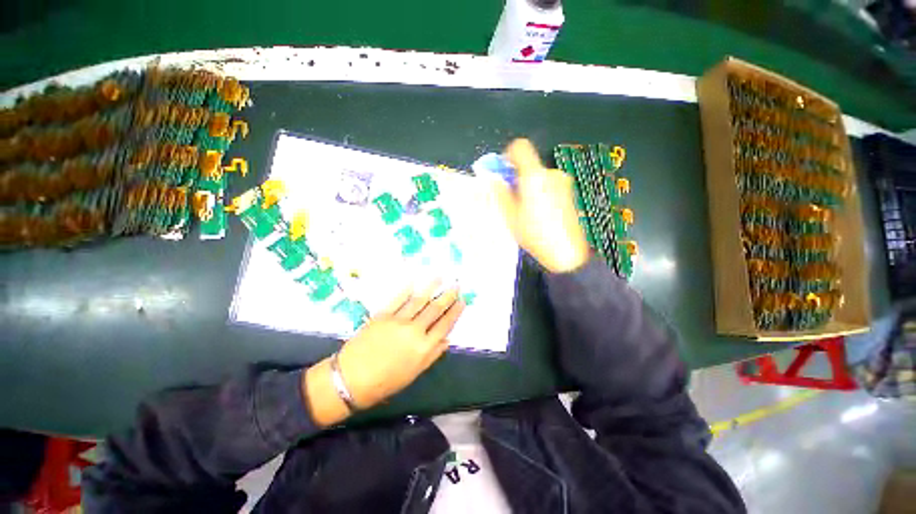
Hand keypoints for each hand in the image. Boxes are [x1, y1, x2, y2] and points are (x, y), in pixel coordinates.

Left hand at [338, 284, 464, 407]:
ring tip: (441, 277)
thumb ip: (432, 355)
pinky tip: (415, 281)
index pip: (444, 325)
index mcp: (424, 348)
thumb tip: (447, 340)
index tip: (462, 301)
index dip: (455, 312)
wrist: (351, 379)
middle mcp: (414, 331)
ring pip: (419, 300)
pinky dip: (406, 289)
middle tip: (456, 286)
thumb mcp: (414, 373)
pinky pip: (397, 299)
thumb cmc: (385, 382)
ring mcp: (398, 321)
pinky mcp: (382, 315)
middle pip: (435, 309)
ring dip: (431, 287)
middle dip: (447, 296)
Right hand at [493, 138, 589, 272]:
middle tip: (513, 202)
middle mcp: (551, 174)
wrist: (567, 254)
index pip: (520, 148)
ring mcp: (563, 184)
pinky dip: (542, 195)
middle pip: (529, 167)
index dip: (508, 156)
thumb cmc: (535, 235)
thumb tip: (492, 179)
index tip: (503, 173)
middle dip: (518, 179)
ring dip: (531, 189)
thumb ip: (500, 194)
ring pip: (540, 178)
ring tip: (528, 214)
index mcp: (534, 177)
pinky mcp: (570, 194)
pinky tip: (542, 216)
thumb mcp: (510, 216)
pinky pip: (550, 187)